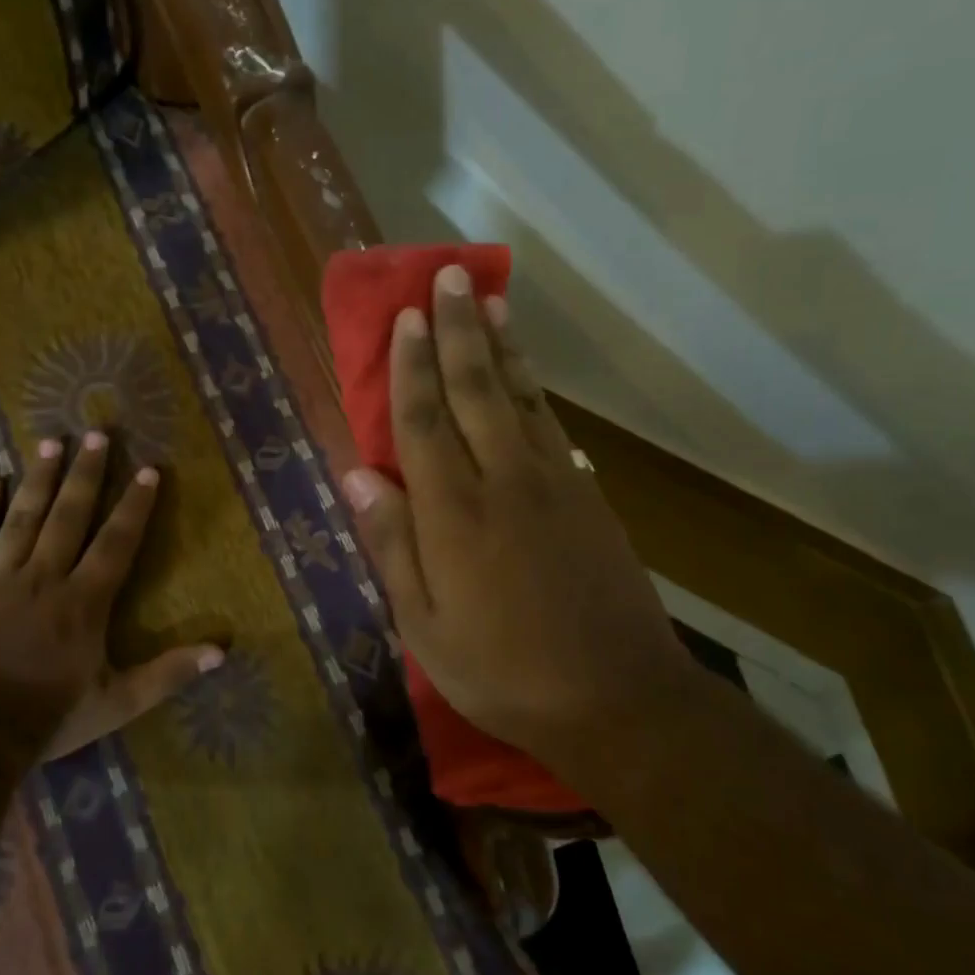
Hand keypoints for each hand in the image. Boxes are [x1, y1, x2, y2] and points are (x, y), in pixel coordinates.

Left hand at [0, 433, 223, 759]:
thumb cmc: (51, 718)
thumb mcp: (119, 702)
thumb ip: (169, 673)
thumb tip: (222, 650)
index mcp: (84, 601)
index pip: (116, 542)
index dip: (135, 505)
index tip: (148, 469)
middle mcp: (44, 577)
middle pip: (69, 516)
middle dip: (86, 473)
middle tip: (97, 433)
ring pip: (23, 518)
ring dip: (39, 478)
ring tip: (51, 441)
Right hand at [339, 265, 692, 766]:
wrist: (618, 698)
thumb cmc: (503, 671)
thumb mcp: (425, 625)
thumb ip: (392, 544)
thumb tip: (356, 476)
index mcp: (455, 513)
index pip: (424, 421)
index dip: (411, 366)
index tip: (406, 317)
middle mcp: (504, 480)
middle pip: (475, 389)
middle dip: (458, 329)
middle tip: (448, 276)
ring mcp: (554, 482)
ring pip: (519, 396)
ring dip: (500, 344)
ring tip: (489, 300)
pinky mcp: (588, 495)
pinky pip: (552, 425)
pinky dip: (533, 388)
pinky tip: (525, 371)